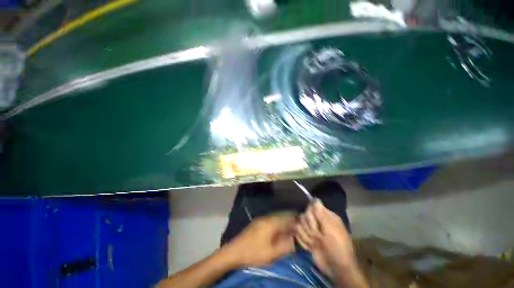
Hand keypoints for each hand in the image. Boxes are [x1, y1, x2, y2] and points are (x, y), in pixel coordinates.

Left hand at [223, 215, 295, 266]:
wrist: (234, 251)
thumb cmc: (253, 253)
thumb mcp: (271, 253)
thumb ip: (285, 246)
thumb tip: (295, 241)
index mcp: (271, 223)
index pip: (287, 219)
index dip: (295, 223)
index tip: (301, 229)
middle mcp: (266, 219)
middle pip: (281, 219)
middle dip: (289, 224)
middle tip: (296, 232)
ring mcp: (260, 220)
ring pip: (276, 220)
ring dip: (282, 226)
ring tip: (288, 233)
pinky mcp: (256, 224)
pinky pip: (270, 222)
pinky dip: (276, 227)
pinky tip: (276, 234)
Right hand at [296, 200, 365, 286]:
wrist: (336, 268)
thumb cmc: (338, 247)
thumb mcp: (331, 230)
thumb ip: (321, 214)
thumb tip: (316, 198)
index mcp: (327, 217)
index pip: (313, 207)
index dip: (312, 214)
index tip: (316, 223)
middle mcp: (318, 221)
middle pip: (305, 215)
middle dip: (310, 226)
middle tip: (318, 236)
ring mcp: (312, 230)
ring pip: (301, 224)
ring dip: (307, 235)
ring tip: (315, 243)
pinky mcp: (306, 238)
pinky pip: (298, 233)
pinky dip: (303, 240)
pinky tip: (310, 247)